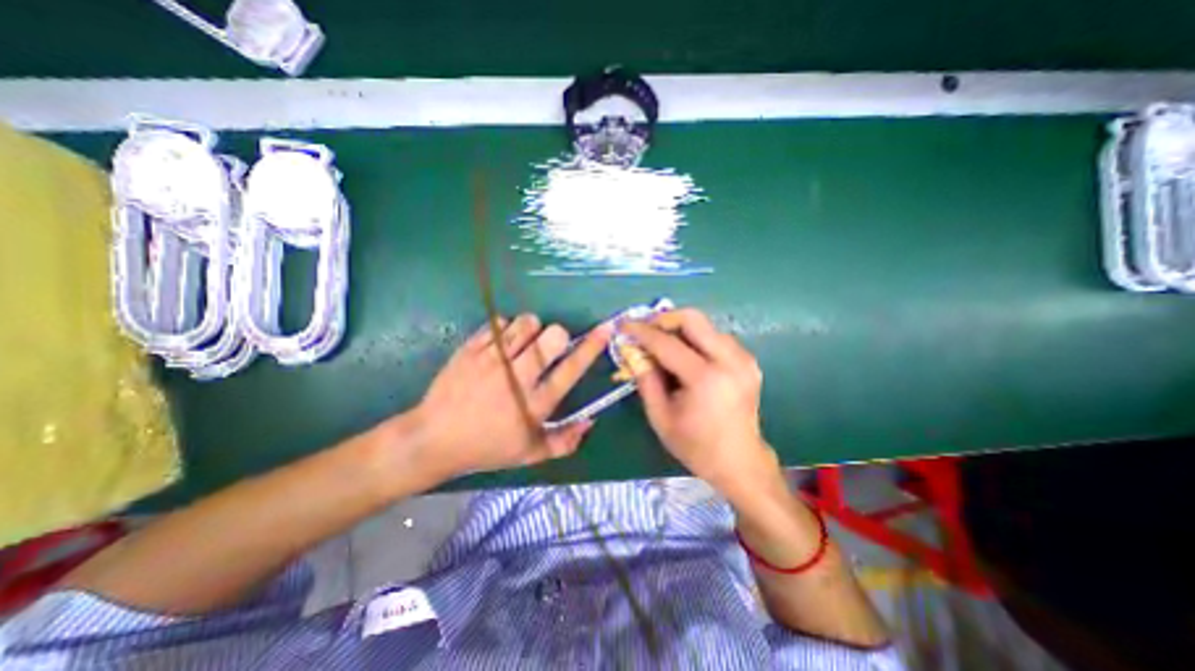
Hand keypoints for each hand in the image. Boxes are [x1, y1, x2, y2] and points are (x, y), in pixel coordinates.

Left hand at [411, 315, 610, 480]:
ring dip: (531, 329)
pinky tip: (499, 344)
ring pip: (526, 323)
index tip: (606, 327)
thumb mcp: (529, 454)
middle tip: (547, 346)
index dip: (593, 345)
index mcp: (536, 403)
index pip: (572, 367)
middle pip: (551, 336)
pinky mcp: (471, 349)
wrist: (434, 439)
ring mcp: (492, 360)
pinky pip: (499, 323)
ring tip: (523, 344)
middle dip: (556, 335)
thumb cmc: (486, 448)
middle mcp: (518, 377)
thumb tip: (591, 421)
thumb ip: (565, 441)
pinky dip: (505, 329)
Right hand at [621, 310, 781, 497]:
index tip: (623, 326)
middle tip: (645, 329)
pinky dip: (696, 339)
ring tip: (661, 343)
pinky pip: (716, 337)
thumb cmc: (696, 446)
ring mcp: (743, 358)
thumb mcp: (660, 416)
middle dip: (664, 319)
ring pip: (705, 325)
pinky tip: (685, 355)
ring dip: (680, 329)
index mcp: (705, 379)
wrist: (740, 462)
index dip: (641, 332)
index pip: (667, 343)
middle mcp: (729, 360)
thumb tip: (631, 350)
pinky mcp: (748, 361)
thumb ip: (645, 379)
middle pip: (693, 318)